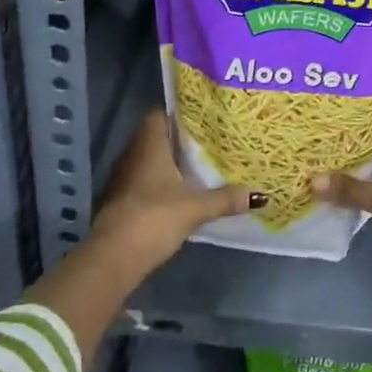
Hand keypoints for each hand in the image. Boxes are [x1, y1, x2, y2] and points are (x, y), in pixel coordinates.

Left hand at [90, 110, 255, 276]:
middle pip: (157, 137)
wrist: (114, 257)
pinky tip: (181, 192)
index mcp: (149, 145)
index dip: (179, 114)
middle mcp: (133, 154)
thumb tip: (258, 195)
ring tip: (200, 166)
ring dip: (170, 163)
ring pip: (150, 161)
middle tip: (209, 142)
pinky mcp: (121, 200)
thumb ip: (225, 198)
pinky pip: (144, 181)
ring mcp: (124, 178)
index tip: (203, 119)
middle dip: (180, 140)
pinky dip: (161, 183)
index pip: (160, 114)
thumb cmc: (154, 218)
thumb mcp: (195, 207)